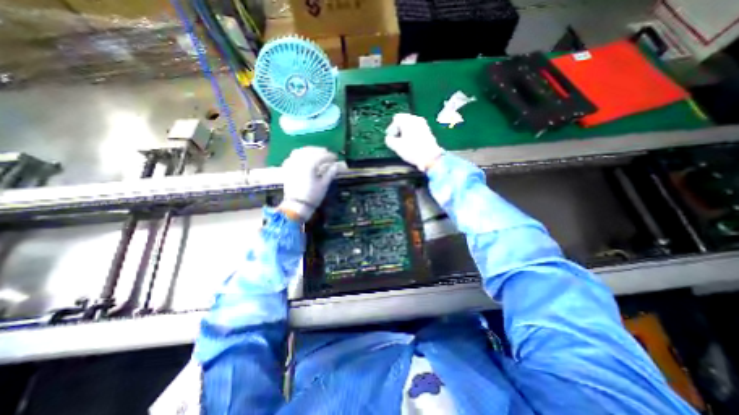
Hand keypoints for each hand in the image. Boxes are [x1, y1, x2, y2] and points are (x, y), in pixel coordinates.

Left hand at [278, 147, 338, 221]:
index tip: (335, 157)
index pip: (321, 156)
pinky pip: (292, 157)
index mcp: (309, 165)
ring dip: (309, 150)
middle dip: (320, 151)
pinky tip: (303, 157)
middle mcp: (299, 161)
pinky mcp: (287, 168)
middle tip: (327, 153)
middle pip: (310, 151)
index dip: (329, 156)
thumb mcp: (324, 185)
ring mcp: (291, 164)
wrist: (296, 205)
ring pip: (300, 151)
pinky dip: (299, 154)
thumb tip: (335, 166)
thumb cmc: (312, 196)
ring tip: (316, 153)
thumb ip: (330, 173)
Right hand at [387, 112, 444, 169]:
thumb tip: (388, 138)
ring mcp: (423, 124)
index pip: (396, 118)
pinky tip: (411, 142)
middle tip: (396, 138)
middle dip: (398, 128)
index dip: (391, 128)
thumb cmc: (413, 151)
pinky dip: (412, 133)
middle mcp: (416, 119)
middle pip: (404, 119)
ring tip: (403, 140)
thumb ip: (389, 140)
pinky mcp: (428, 130)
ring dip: (405, 130)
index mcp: (408, 121)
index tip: (390, 137)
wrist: (430, 157)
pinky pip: (416, 128)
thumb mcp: (397, 147)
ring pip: (411, 123)